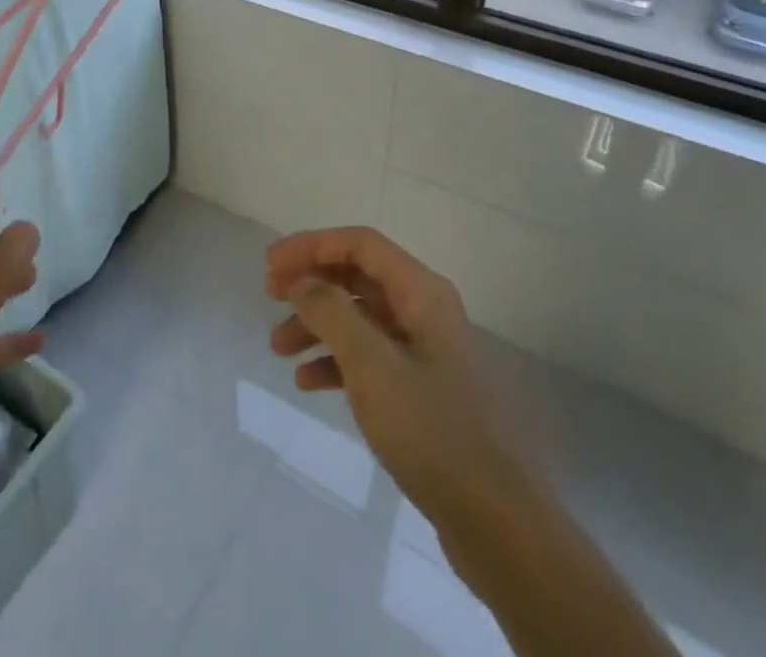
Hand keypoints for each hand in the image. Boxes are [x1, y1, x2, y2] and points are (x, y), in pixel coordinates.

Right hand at [265, 226, 524, 535]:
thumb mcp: (372, 366)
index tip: (271, 264)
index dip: (312, 246)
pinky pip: (369, 356)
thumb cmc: (431, 430)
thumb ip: (331, 313)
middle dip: (312, 282)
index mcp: (421, 292)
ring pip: (360, 317)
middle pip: (358, 276)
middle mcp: (424, 310)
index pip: (360, 244)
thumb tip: (301, 280)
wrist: (495, 521)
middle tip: (269, 295)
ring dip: (317, 324)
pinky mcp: (420, 388)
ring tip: (277, 347)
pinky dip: (336, 360)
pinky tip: (307, 382)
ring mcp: (424, 349)